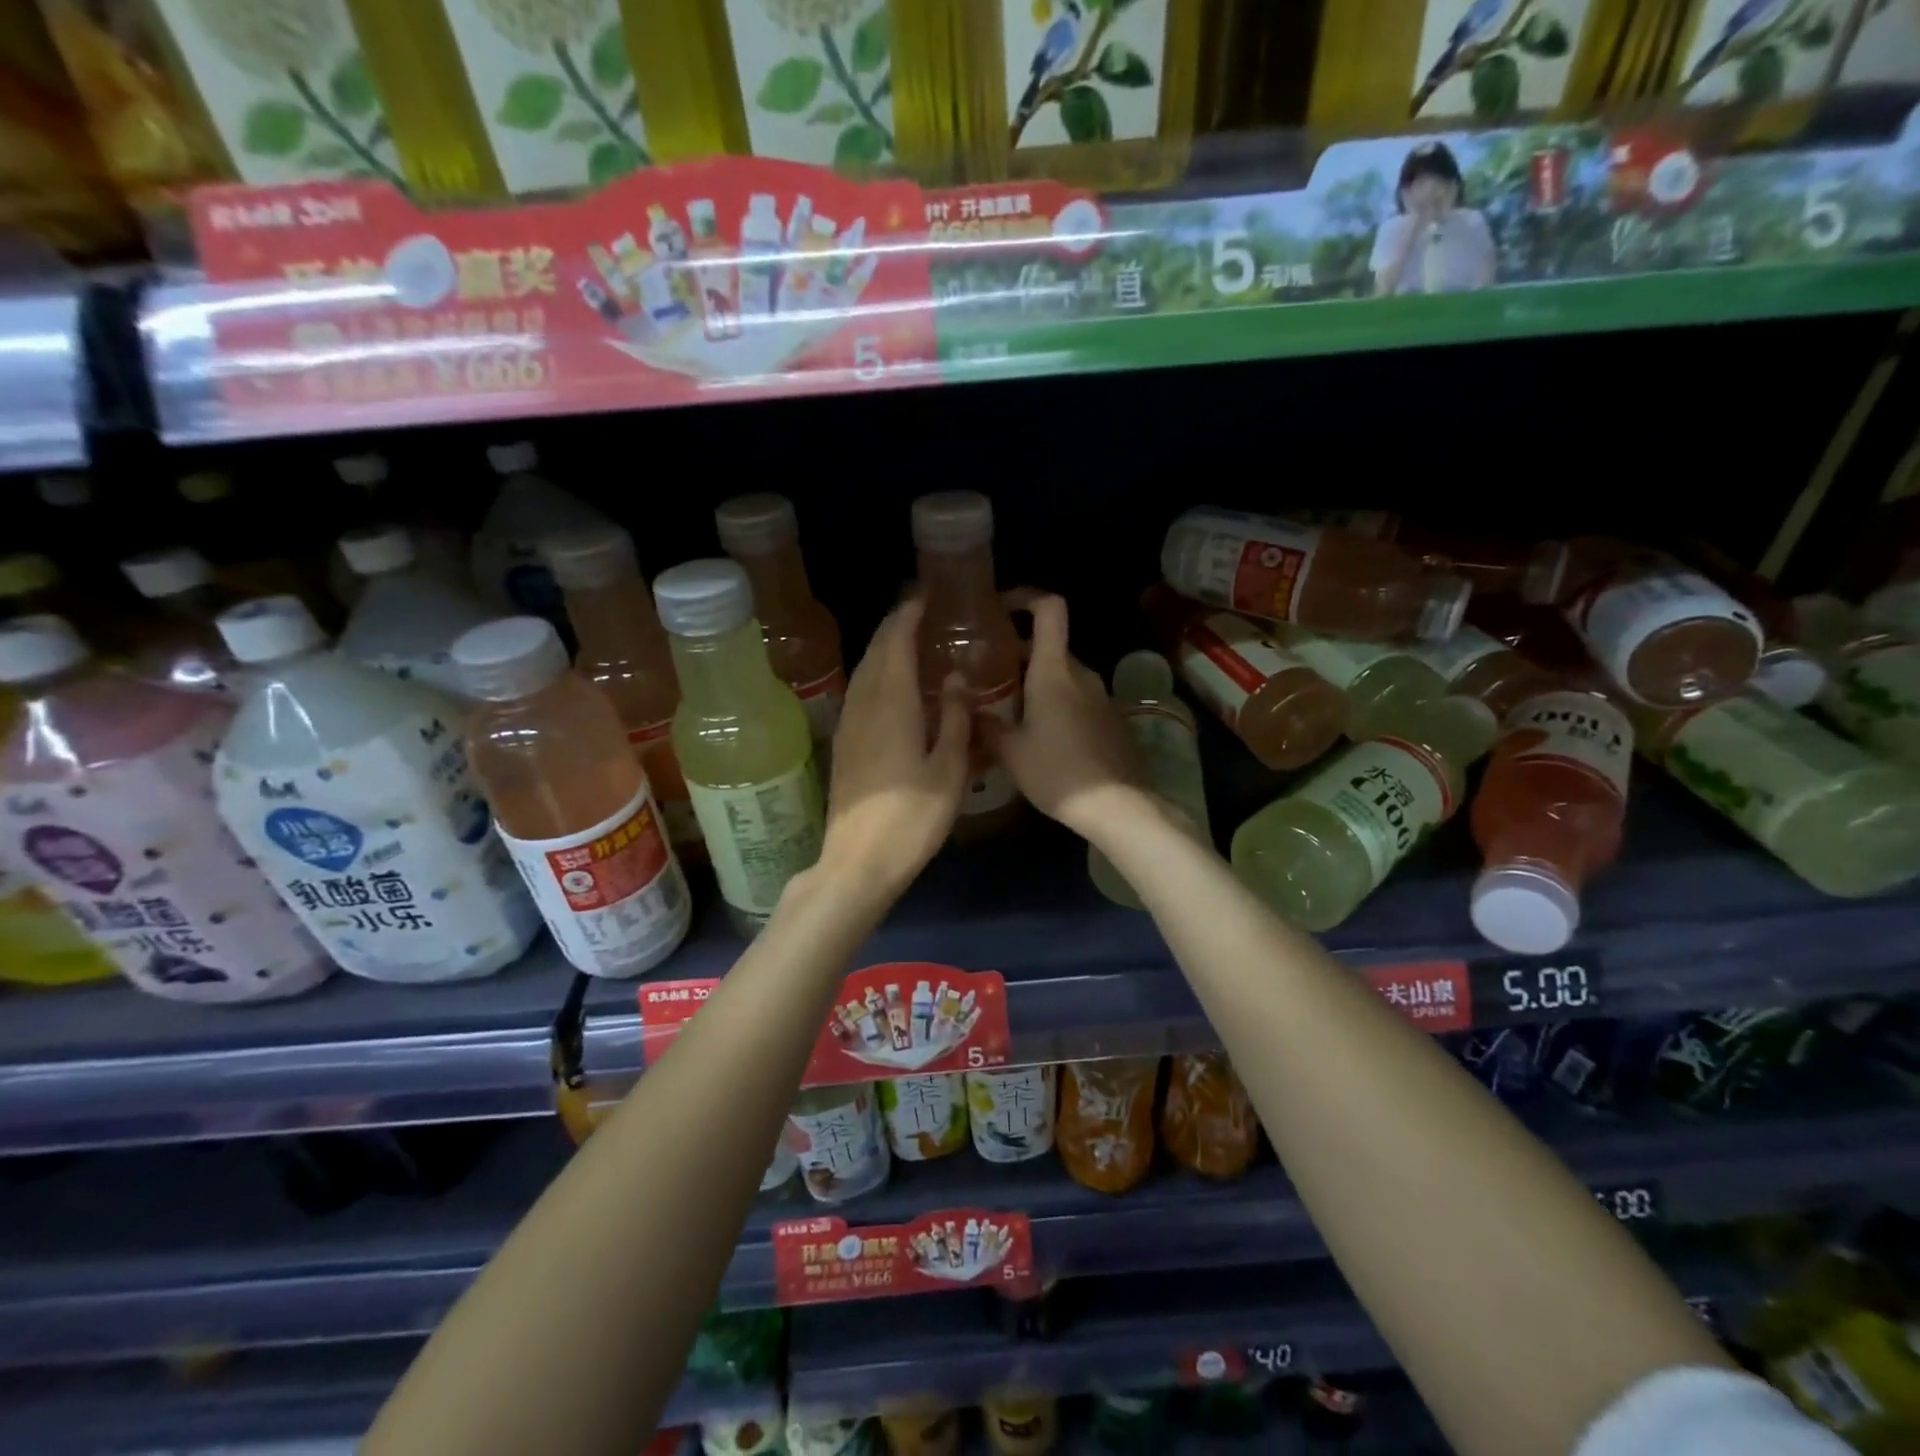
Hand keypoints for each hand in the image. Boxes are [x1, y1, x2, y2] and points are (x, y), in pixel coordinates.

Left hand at [819, 597, 970, 898]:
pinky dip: (878, 675)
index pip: (895, 641)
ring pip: (864, 672)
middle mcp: (864, 704)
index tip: (925, 596)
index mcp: (891, 702)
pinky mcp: (844, 744)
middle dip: (895, 626)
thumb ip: (954, 718)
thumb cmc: (912, 817)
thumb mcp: (949, 769)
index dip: (908, 614)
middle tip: (921, 613)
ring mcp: (849, 724)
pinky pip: (861, 692)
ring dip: (884, 649)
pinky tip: (894, 687)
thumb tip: (954, 677)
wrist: (858, 861)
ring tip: (910, 641)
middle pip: (875, 651)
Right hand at [984, 593, 1147, 841]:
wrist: (1118, 806)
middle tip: (989, 676)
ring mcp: (1102, 697)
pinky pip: (1079, 699)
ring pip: (1063, 676)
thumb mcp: (1010, 752)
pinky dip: (1057, 704)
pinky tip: (1042, 737)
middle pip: (1050, 647)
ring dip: (1037, 684)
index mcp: (1054, 671)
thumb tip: (968, 709)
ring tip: (1010, 712)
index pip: (1049, 609)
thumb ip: (985, 725)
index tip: (1001, 607)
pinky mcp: (1112, 720)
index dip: (1026, 597)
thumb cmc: (1057, 772)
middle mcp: (1081, 674)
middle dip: (1018, 655)